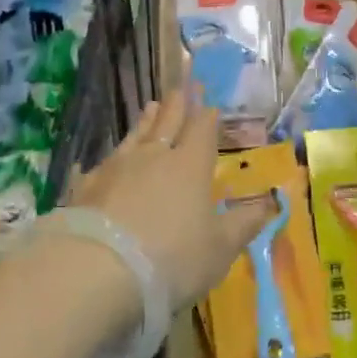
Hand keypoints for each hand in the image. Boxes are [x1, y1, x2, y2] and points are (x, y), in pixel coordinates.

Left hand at [65, 82, 266, 310]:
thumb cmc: (172, 258)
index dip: (207, 116)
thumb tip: (270, 203)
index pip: (202, 130)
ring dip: (146, 121)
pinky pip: (102, 164)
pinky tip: (104, 160)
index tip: (209, 102)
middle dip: (177, 105)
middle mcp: (154, 157)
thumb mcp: (220, 249)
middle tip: (181, 86)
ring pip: (135, 137)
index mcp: (190, 166)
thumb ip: (244, 224)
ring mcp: (117, 169)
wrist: (96, 271)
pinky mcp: (86, 188)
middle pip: (168, 123)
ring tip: (150, 106)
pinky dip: (110, 158)